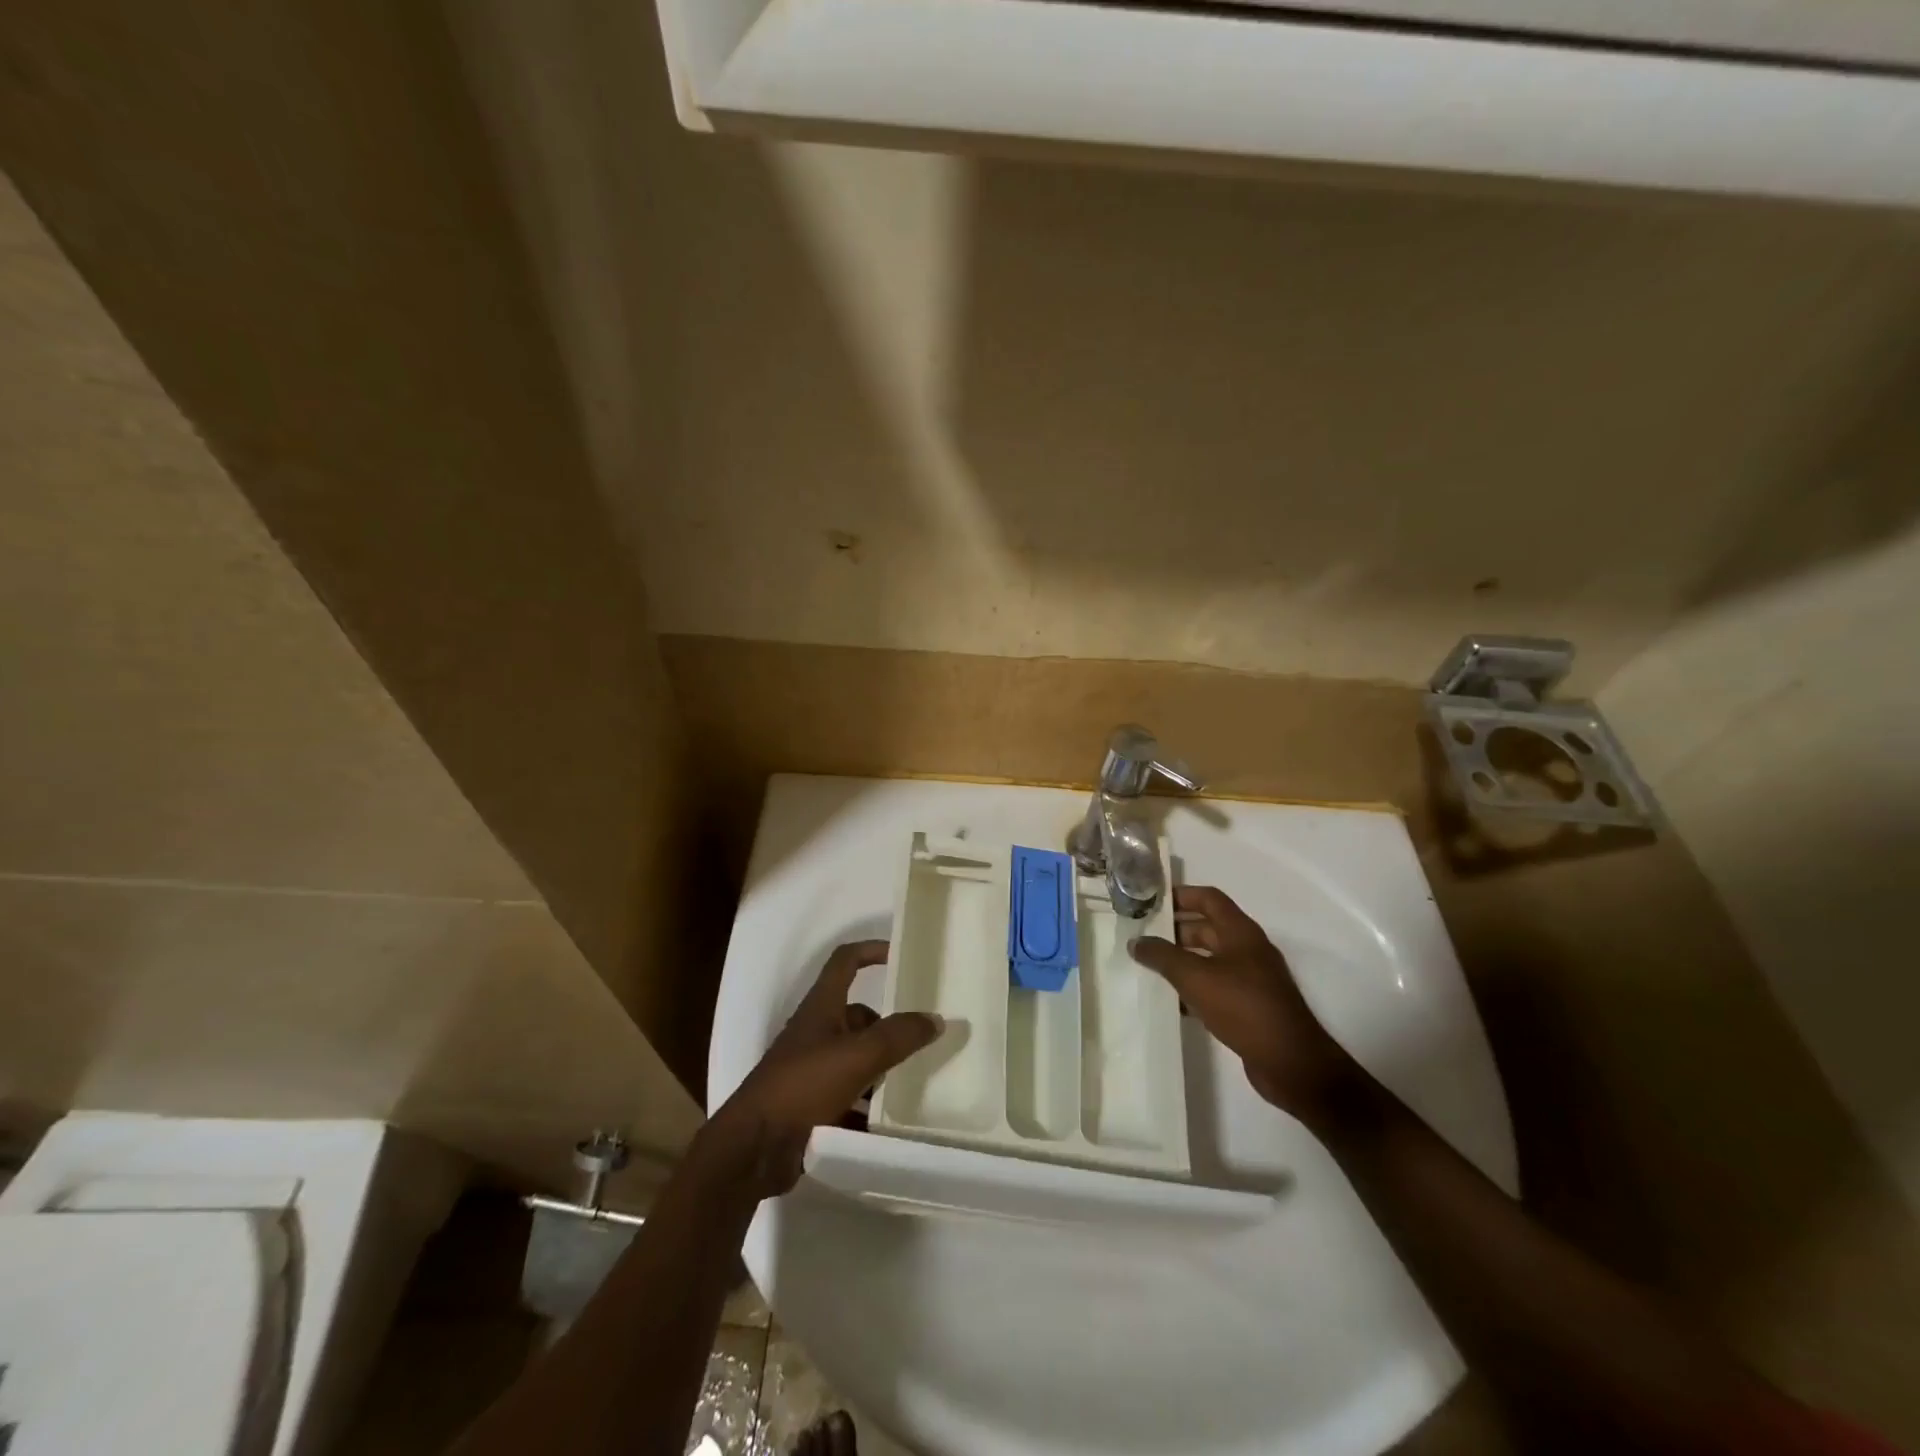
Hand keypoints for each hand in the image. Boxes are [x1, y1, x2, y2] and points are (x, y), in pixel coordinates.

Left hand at [706, 940, 939, 1197]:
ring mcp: (811, 1069)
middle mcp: (815, 1031)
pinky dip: (867, 1105)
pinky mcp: (810, 1105)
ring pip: (856, 1059)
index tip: (902, 955)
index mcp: (821, 1007)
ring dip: (881, 1070)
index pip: (846, 961)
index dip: (872, 950)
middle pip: (859, 1017)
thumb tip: (935, 1019)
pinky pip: (848, 1096)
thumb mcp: (859, 1056)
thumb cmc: (803, 1086)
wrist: (753, 1148)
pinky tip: (890, 1122)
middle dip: (888, 1028)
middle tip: (921, 1042)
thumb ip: (899, 1036)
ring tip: (913, 1084)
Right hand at [1130, 886, 1357, 1119]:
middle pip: (1207, 928)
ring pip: (1210, 959)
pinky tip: (1172, 1002)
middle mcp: (1248, 949)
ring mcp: (1251, 978)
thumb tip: (1135, 942)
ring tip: (1149, 968)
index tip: (1151, 901)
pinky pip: (1216, 986)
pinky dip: (1194, 988)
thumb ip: (1162, 957)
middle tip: (1142, 938)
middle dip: (1175, 931)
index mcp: (1240, 932)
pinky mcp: (1250, 1005)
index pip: (1208, 898)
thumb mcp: (1195, 977)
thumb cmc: (1243, 1007)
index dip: (1181, 895)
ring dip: (1182, 961)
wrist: (1290, 1062)